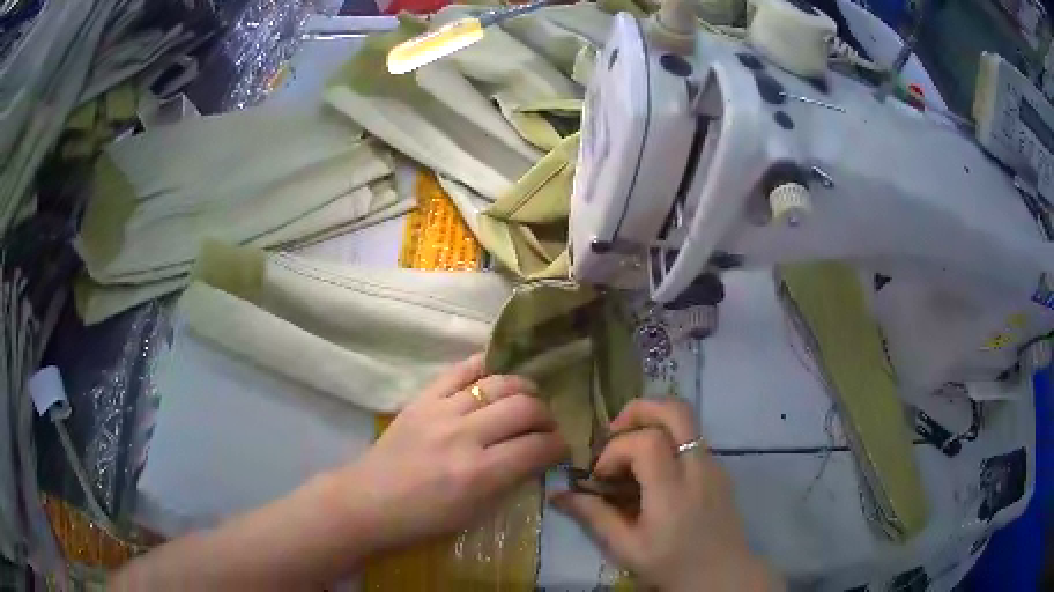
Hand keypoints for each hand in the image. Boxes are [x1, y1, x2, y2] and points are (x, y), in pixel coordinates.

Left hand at [334, 353, 567, 554]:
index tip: (561, 447)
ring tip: (527, 400)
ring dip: (524, 389)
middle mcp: (465, 436)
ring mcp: (441, 411)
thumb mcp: (475, 513)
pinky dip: (485, 367)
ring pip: (499, 383)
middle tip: (546, 426)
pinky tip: (498, 374)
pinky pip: (461, 370)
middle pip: (525, 408)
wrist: (368, 501)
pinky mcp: (423, 398)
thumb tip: (536, 457)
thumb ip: (510, 482)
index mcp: (479, 474)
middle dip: (547, 416)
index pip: (537, 447)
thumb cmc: (422, 520)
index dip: (559, 445)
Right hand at [552, 398, 779, 591]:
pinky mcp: (721, 469)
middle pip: (675, 410)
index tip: (601, 477)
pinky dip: (668, 440)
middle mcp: (698, 468)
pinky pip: (692, 439)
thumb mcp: (626, 548)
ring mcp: (714, 465)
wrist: (722, 575)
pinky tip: (654, 473)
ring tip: (631, 452)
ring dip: (653, 423)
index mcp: (673, 490)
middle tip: (614, 432)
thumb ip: (594, 516)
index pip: (646, 441)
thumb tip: (558, 494)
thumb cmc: (671, 565)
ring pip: (687, 419)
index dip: (616, 450)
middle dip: (639, 409)